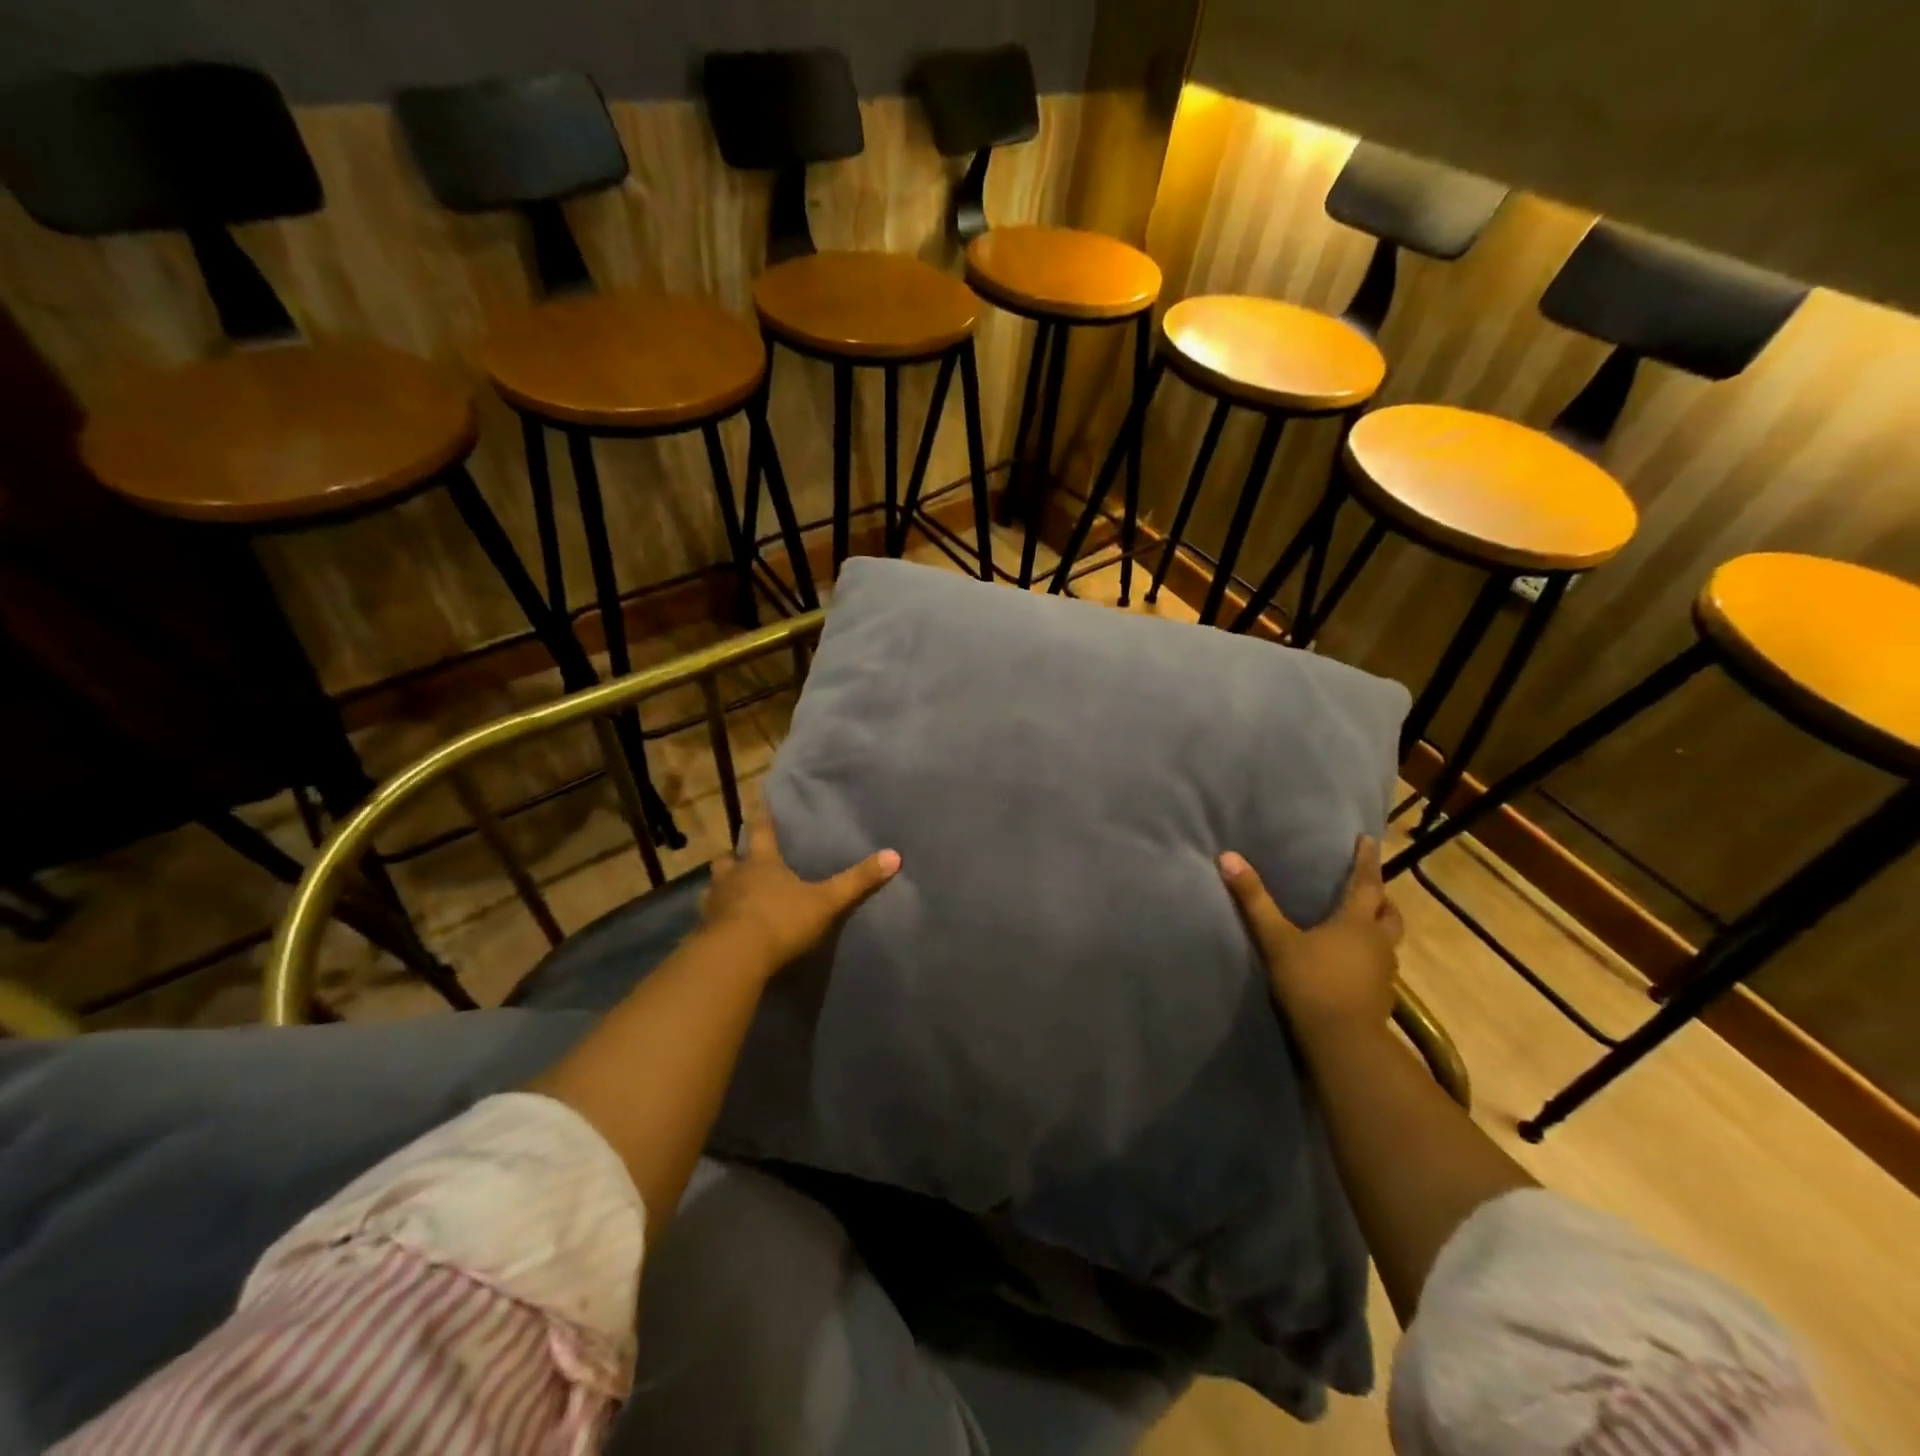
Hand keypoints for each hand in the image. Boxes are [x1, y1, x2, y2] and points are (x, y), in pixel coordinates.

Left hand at [699, 806, 899, 973]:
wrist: (736, 957)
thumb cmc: (781, 920)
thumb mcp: (826, 901)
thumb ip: (857, 881)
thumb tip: (894, 856)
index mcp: (762, 864)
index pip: (761, 831)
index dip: (761, 816)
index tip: (755, 798)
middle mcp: (734, 878)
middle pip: (728, 859)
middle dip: (734, 858)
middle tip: (739, 859)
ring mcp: (715, 905)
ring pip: (713, 888)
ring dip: (720, 888)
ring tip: (728, 894)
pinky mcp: (705, 933)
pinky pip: (708, 920)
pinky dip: (714, 920)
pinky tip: (720, 929)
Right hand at [1218, 835, 1402, 1042]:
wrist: (1343, 1044)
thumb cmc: (1311, 983)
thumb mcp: (1276, 939)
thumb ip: (1254, 900)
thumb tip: (1228, 857)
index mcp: (1357, 922)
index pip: (1367, 883)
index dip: (1366, 860)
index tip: (1368, 839)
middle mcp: (1378, 943)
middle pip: (1389, 913)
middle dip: (1381, 898)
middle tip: (1368, 888)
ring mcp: (1384, 973)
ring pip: (1388, 941)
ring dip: (1378, 928)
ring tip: (1359, 924)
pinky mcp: (1380, 998)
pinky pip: (1380, 966)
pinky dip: (1370, 956)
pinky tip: (1351, 963)